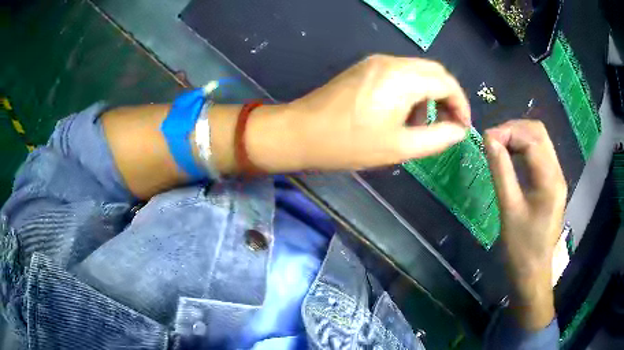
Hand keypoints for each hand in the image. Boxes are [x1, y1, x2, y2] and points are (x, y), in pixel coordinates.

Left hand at [282, 54, 470, 169]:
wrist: (300, 133)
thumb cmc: (349, 144)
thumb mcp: (400, 147)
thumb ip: (437, 138)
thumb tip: (459, 131)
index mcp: (402, 78)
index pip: (447, 82)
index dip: (461, 105)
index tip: (462, 127)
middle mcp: (391, 62)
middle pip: (434, 71)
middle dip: (447, 97)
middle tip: (448, 124)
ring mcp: (375, 62)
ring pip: (417, 71)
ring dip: (429, 94)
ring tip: (421, 124)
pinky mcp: (365, 67)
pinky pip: (400, 73)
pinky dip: (411, 90)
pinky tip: (402, 113)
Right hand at [484, 120, 566, 330]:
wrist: (533, 273)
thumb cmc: (520, 248)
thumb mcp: (508, 209)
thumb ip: (501, 171)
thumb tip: (488, 139)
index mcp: (550, 180)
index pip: (532, 139)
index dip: (508, 131)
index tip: (485, 139)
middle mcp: (557, 173)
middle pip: (539, 133)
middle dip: (514, 129)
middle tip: (492, 140)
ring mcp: (557, 177)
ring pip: (540, 140)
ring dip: (518, 136)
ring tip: (499, 146)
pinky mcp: (552, 183)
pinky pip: (539, 154)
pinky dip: (523, 148)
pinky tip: (511, 157)